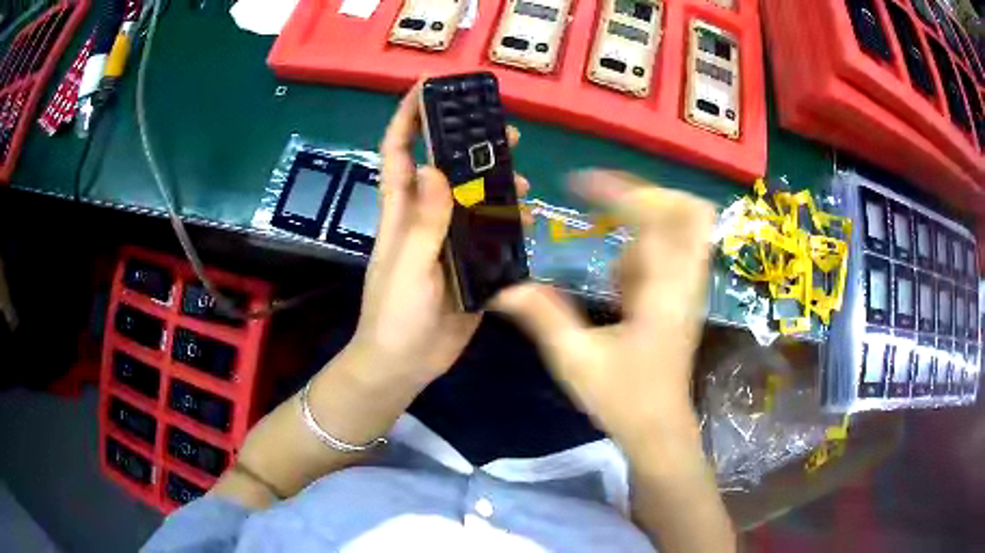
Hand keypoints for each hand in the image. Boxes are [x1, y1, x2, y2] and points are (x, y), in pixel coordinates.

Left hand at [351, 83, 528, 384]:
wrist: (405, 364)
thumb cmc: (395, 314)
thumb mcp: (409, 265)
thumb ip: (424, 220)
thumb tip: (435, 167)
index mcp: (402, 213)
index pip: (399, 153)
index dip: (407, 118)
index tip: (425, 88)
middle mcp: (426, 218)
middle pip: (446, 169)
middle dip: (467, 144)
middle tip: (501, 129)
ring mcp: (449, 241)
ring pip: (474, 199)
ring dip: (496, 183)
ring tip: (522, 174)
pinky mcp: (470, 264)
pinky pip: (492, 234)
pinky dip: (509, 221)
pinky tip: (527, 216)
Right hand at [492, 171, 714, 452]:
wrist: (659, 429)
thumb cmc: (623, 398)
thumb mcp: (576, 360)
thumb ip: (543, 317)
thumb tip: (504, 287)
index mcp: (664, 291)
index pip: (657, 219)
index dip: (619, 191)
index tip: (577, 183)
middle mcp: (685, 281)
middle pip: (692, 211)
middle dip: (649, 194)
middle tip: (607, 201)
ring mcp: (688, 288)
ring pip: (686, 228)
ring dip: (646, 222)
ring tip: (609, 243)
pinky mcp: (681, 297)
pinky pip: (672, 252)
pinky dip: (646, 248)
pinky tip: (618, 279)